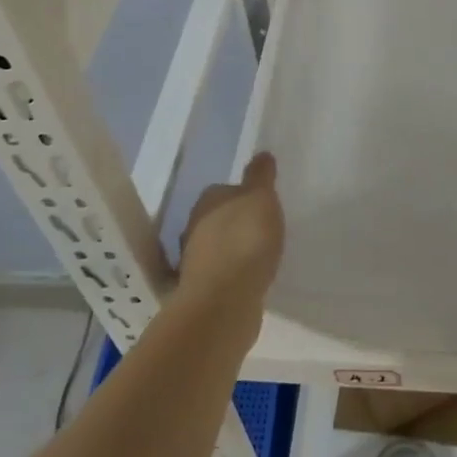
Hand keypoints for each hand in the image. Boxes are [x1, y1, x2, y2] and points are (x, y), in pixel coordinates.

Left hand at [178, 152, 283, 318]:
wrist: (224, 301)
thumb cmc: (244, 240)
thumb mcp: (261, 199)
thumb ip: (261, 177)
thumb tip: (262, 154)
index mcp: (207, 201)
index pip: (224, 190)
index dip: (243, 196)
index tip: (262, 204)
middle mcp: (194, 227)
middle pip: (218, 218)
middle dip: (237, 223)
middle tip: (263, 228)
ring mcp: (194, 261)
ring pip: (218, 247)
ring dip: (234, 249)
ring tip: (260, 255)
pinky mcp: (202, 290)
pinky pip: (222, 274)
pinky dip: (234, 273)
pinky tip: (251, 278)